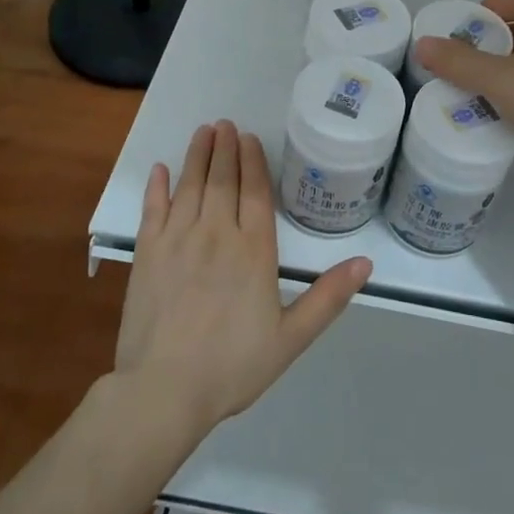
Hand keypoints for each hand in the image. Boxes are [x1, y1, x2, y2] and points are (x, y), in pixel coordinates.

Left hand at [115, 121, 372, 437]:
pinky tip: (160, 169)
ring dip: (197, 156)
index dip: (253, 161)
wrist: (165, 390)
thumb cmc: (233, 365)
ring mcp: (178, 239)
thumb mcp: (291, 337)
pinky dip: (157, 186)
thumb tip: (366, 263)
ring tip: (203, 132)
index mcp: (254, 250)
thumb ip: (328, 297)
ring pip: (190, 185)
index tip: (249, 138)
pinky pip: (153, 209)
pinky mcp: (147, 253)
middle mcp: (216, 233)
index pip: (255, 192)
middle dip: (225, 148)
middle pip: (222, 180)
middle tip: (225, 123)